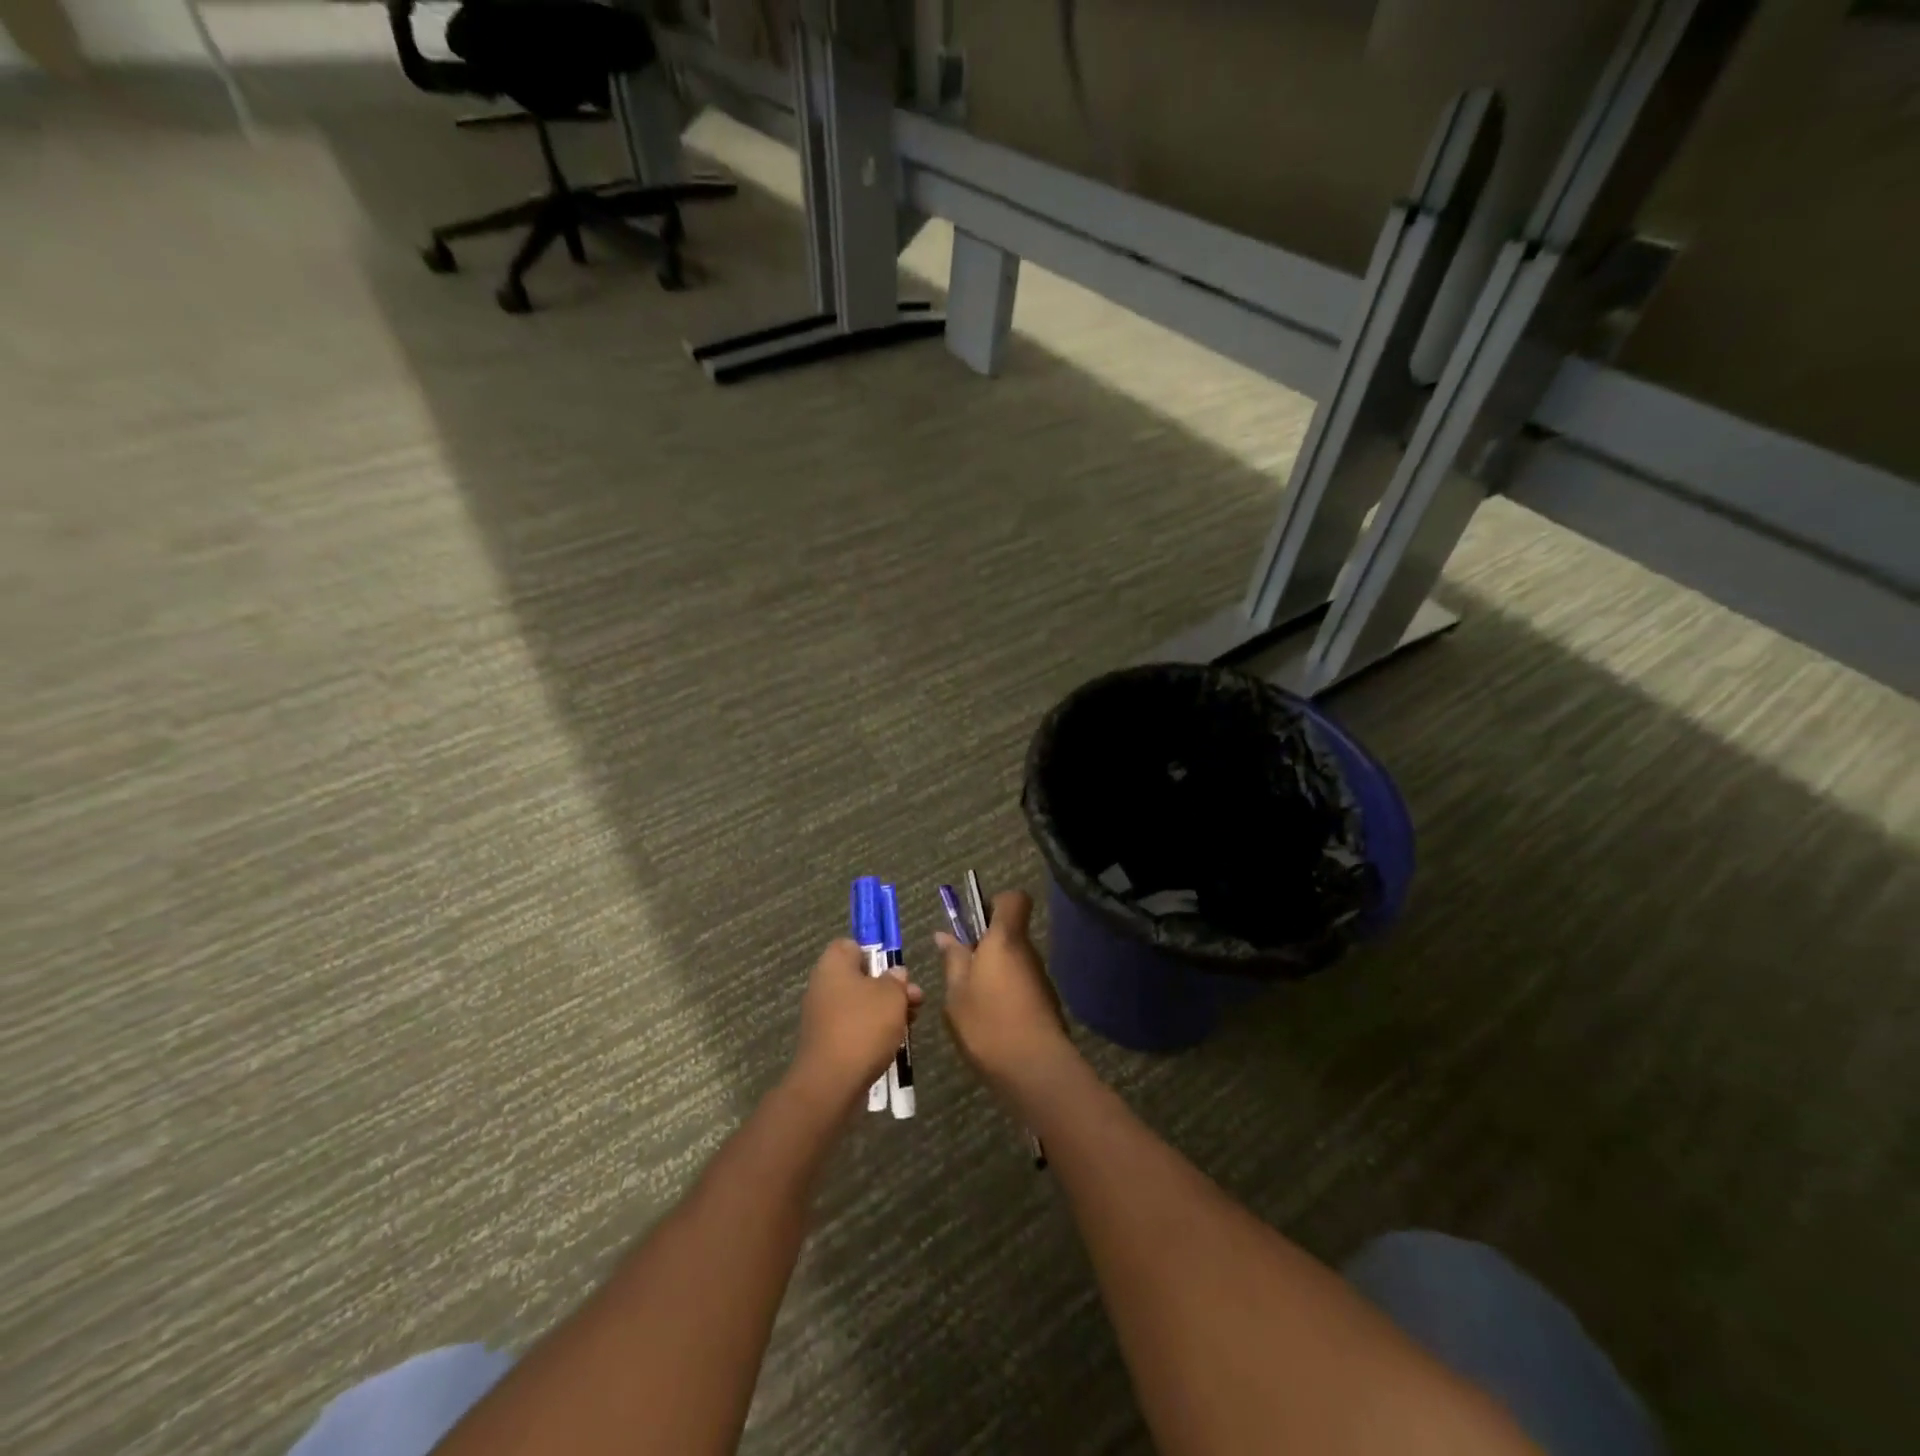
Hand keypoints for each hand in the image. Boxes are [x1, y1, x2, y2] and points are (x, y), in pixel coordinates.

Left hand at [791, 939, 922, 1105]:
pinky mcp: (827, 1042)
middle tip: (915, 1000)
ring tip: (911, 1023)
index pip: (851, 945)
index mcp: (833, 965)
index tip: (895, 970)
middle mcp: (823, 986)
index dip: (875, 954)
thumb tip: (895, 974)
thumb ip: (896, 980)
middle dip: (889, 988)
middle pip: (860, 977)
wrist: (831, 1082)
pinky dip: (873, 1032)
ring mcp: (822, 1016)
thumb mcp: (891, 996)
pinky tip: (894, 1042)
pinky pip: (854, 1027)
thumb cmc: (863, 1026)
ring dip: (885, 1011)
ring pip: (860, 1004)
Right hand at [936, 891, 1074, 1086]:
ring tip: (971, 1000)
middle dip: (986, 944)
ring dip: (994, 971)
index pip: (1014, 899)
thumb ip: (953, 960)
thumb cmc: (987, 1023)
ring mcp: (1039, 977)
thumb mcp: (957, 993)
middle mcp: (1027, 951)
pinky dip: (1006, 993)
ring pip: (1014, 960)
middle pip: (1010, 932)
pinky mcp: (1045, 1001)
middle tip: (961, 969)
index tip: (974, 923)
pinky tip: (989, 1019)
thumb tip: (945, 935)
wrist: (1035, 1068)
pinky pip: (1021, 984)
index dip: (995, 903)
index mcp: (1005, 939)